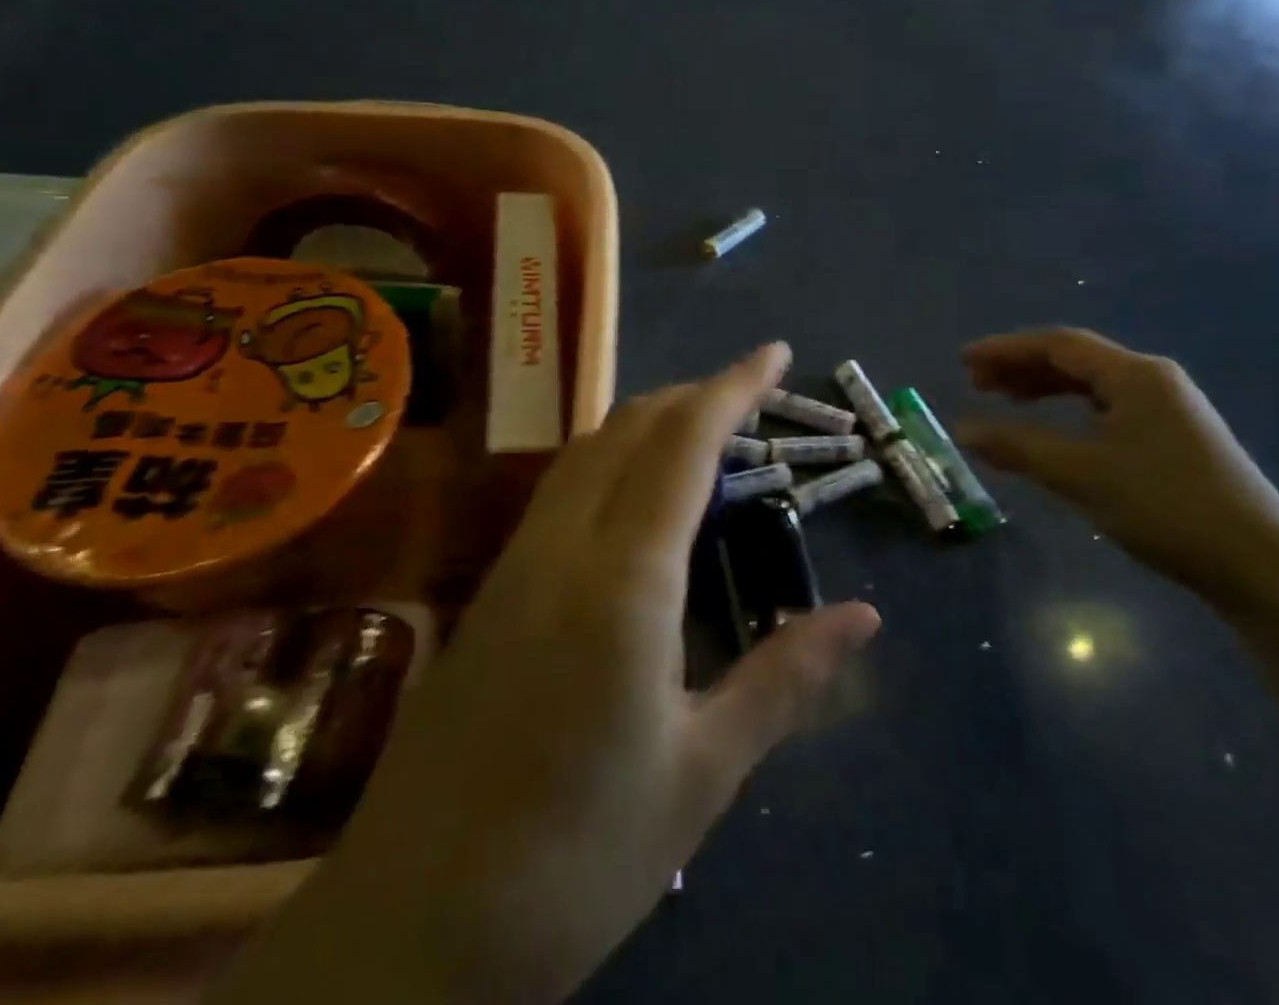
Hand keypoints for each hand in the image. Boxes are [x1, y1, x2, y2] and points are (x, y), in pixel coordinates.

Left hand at [291, 345, 881, 1004]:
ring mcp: (517, 562)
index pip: (684, 444)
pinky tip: (635, 494)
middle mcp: (563, 546)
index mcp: (623, 579)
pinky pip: (562, 488)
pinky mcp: (494, 589)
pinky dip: (612, 457)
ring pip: (588, 449)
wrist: (414, 923)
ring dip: (648, 420)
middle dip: (693, 393)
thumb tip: (864, 617)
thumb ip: (783, 679)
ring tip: (702, 428)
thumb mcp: (700, 772)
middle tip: (750, 394)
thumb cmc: (577, 854)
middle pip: (629, 428)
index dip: (732, 387)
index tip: (775, 353)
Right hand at [956, 328, 1278, 618]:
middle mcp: (1153, 380)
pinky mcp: (1177, 437)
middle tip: (977, 384)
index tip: (963, 362)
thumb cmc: (1166, 507)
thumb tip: (962, 429)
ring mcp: (1170, 408)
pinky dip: (1071, 413)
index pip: (1057, 345)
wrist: (1262, 567)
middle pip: (1075, 359)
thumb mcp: (1081, 475)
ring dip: (1045, 389)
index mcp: (1134, 375)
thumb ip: (1018, 447)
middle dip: (1022, 368)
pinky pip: (1109, 408)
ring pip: (1092, 385)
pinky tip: (1054, 431)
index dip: (1006, 350)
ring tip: (1005, 402)